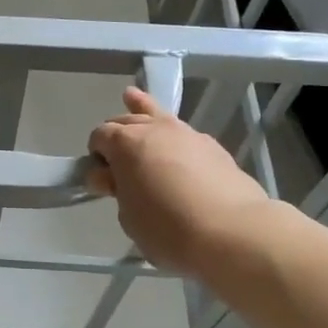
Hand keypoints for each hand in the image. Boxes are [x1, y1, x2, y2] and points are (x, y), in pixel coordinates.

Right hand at [87, 86, 269, 275]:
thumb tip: (112, 178)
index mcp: (125, 143)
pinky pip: (182, 133)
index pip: (99, 136)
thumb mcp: (128, 216)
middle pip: (125, 120)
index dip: (96, 154)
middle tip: (117, 161)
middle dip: (116, 134)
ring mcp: (186, 134)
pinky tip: (172, 145)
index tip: (101, 177)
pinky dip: (171, 134)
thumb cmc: (168, 228)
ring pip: (157, 114)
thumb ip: (118, 190)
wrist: (232, 231)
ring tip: (131, 97)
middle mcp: (154, 129)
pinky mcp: (213, 147)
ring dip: (141, 110)